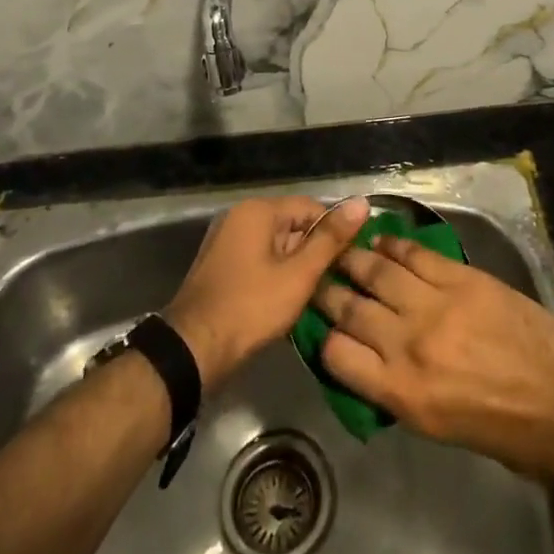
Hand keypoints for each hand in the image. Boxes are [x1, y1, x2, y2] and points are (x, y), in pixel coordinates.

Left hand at [165, 195, 369, 387]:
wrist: (192, 350)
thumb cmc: (250, 308)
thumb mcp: (298, 275)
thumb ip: (330, 239)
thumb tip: (361, 202)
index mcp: (258, 210)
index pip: (311, 207)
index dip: (335, 231)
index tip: (353, 259)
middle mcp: (240, 216)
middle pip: (292, 224)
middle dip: (314, 251)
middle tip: (336, 281)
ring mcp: (226, 241)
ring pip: (276, 245)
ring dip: (296, 266)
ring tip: (317, 294)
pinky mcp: (221, 265)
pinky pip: (259, 259)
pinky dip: (276, 275)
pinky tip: (288, 301)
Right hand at [313, 235, 553, 477]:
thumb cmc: (504, 431)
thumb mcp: (438, 428)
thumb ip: (398, 390)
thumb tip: (372, 360)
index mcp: (402, 393)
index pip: (337, 355)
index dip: (324, 338)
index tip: (322, 325)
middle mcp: (409, 344)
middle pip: (351, 307)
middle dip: (328, 290)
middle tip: (317, 276)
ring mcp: (435, 305)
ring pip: (378, 272)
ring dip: (354, 258)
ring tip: (342, 249)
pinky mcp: (460, 277)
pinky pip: (415, 254)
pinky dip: (394, 245)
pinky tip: (383, 242)